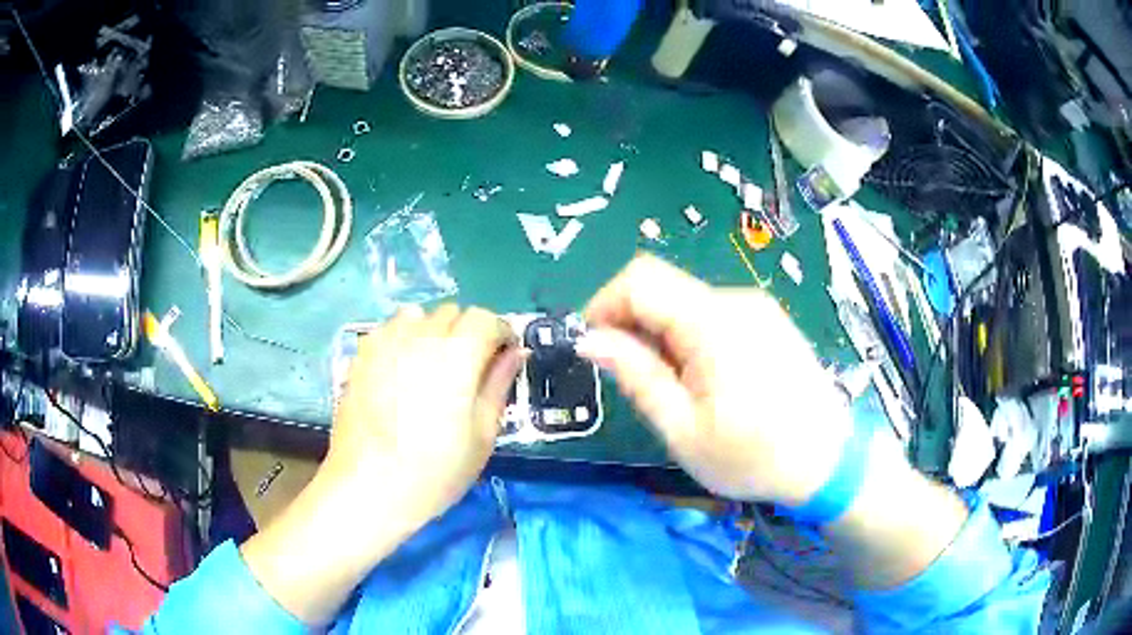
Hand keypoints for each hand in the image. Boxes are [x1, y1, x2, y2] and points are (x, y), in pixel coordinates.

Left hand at [325, 304, 523, 528]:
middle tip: (470, 368)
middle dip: (468, 332)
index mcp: (457, 356)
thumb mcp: (482, 435)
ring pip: (419, 316)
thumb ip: (499, 385)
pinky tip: (401, 369)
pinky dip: (403, 337)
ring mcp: (385, 343)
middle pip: (453, 313)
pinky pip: (389, 329)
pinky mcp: (361, 355)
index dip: (500, 332)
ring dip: (433, 331)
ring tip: (432, 366)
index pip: (485, 319)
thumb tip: (515, 352)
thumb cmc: (435, 471)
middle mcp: (420, 337)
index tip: (503, 356)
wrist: (369, 488)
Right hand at [577, 255, 853, 505]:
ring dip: (661, 334)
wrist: (827, 461)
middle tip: (634, 378)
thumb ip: (637, 375)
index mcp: (713, 323)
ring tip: (673, 388)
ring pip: (685, 301)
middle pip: (662, 287)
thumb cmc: (753, 456)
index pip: (640, 279)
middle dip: (632, 324)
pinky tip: (703, 379)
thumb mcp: (682, 429)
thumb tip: (590, 339)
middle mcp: (735, 300)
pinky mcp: (767, 319)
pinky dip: (689, 337)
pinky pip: (711, 313)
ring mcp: (756, 307)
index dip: (604, 304)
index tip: (594, 347)